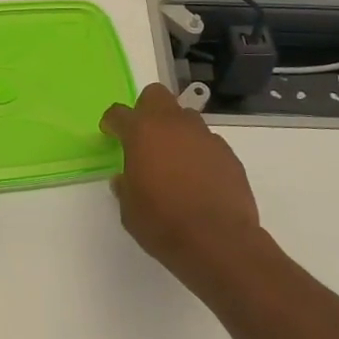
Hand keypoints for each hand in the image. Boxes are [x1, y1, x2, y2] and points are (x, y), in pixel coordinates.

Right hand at [100, 83, 274, 298]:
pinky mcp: (228, 154)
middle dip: (147, 109)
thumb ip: (125, 185)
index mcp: (142, 132)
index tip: (110, 132)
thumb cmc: (162, 223)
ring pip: (186, 118)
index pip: (119, 113)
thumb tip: (126, 178)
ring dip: (176, 131)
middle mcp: (174, 125)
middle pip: (156, 95)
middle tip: (144, 136)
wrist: (219, 242)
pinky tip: (199, 179)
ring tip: (174, 161)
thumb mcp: (129, 209)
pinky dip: (199, 153)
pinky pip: (208, 143)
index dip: (112, 122)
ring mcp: (205, 137)